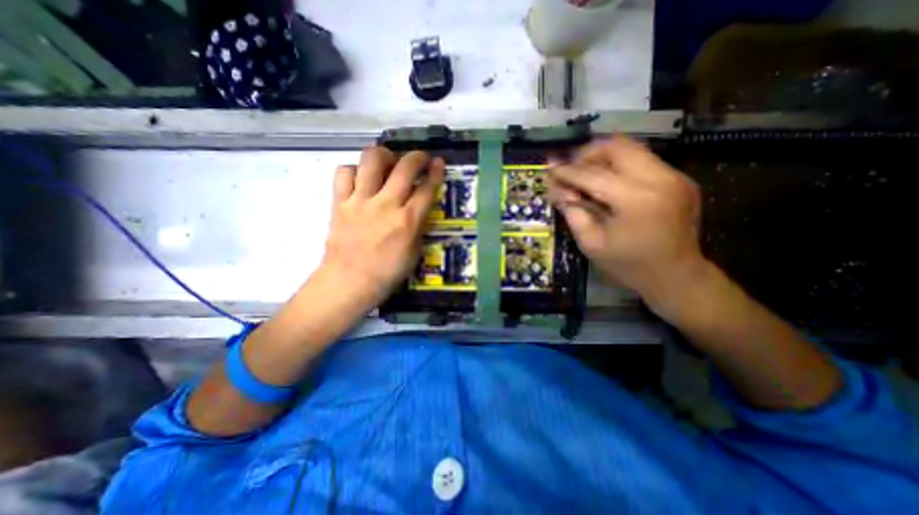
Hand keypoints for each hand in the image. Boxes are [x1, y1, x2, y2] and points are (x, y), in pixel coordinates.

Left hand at [320, 147, 445, 309]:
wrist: (349, 282)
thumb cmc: (387, 272)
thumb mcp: (414, 252)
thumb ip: (418, 227)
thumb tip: (418, 209)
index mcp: (408, 221)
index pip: (427, 189)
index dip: (436, 172)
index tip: (439, 162)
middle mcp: (386, 204)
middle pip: (404, 167)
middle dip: (417, 157)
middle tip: (419, 158)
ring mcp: (361, 201)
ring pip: (371, 161)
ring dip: (384, 155)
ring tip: (387, 161)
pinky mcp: (340, 202)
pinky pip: (344, 173)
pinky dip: (354, 170)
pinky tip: (360, 178)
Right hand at [548, 135, 703, 308]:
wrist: (677, 277)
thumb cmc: (629, 265)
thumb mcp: (591, 243)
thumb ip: (572, 212)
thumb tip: (557, 188)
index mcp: (636, 199)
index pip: (592, 174)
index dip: (567, 171)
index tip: (549, 166)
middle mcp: (660, 178)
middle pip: (617, 145)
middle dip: (588, 154)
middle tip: (573, 170)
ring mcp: (675, 176)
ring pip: (632, 148)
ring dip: (604, 158)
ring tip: (587, 176)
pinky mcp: (680, 179)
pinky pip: (643, 161)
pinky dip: (620, 167)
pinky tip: (610, 186)